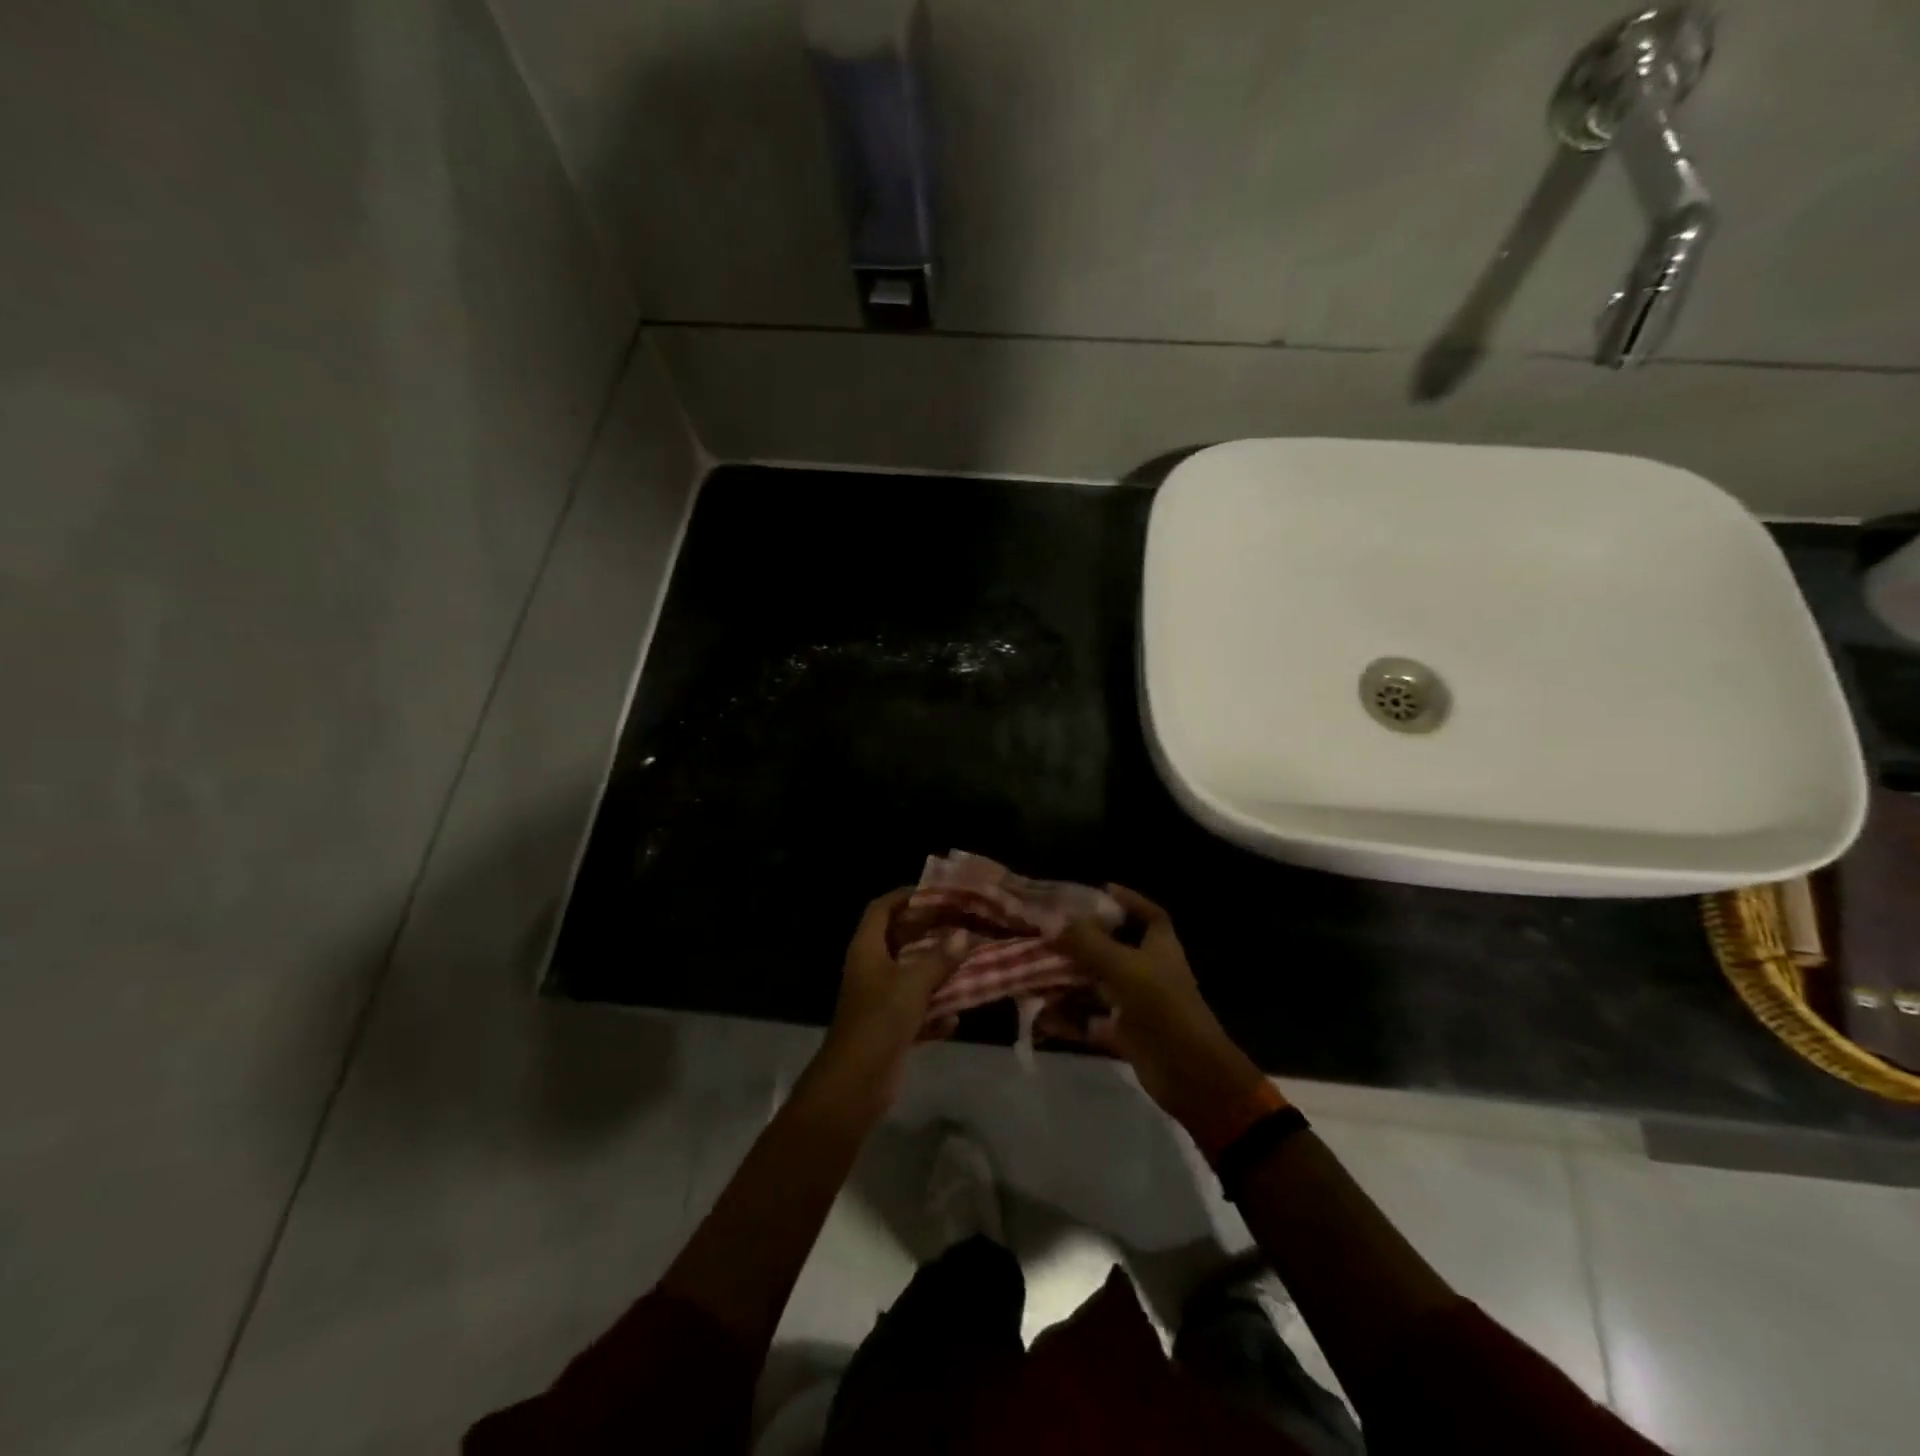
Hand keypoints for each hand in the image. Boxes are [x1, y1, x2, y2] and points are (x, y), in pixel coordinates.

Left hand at [813, 888, 958, 1105]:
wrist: (855, 1084)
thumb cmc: (880, 1020)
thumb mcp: (913, 984)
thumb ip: (940, 958)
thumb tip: (963, 935)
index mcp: (867, 949)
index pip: (881, 909)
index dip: (905, 897)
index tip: (936, 892)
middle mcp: (870, 970)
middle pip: (899, 940)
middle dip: (929, 932)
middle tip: (961, 924)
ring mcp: (878, 1001)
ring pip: (910, 977)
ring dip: (936, 973)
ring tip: (968, 963)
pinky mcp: (889, 1029)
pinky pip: (916, 1012)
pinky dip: (934, 1013)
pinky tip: (956, 1017)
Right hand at [1050, 885, 1270, 1143]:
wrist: (1189, 1074)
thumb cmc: (1161, 1006)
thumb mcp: (1122, 966)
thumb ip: (1087, 942)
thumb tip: (1055, 922)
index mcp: (1159, 947)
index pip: (1148, 914)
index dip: (1128, 900)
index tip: (1100, 890)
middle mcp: (1149, 971)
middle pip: (1113, 948)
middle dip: (1080, 942)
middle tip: (1047, 933)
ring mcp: (1137, 1004)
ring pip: (1097, 985)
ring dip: (1068, 981)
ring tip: (1033, 972)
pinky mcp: (1126, 1034)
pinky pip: (1091, 1020)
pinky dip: (1069, 1018)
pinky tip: (1041, 1015)